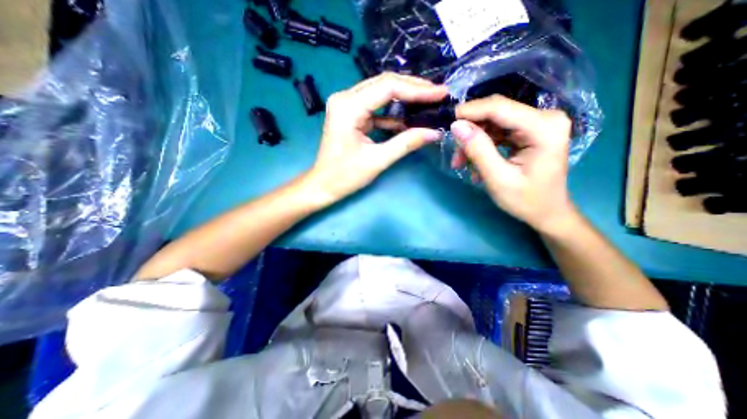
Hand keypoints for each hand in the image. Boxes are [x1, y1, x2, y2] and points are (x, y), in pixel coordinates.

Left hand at [299, 74, 445, 206]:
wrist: (323, 185)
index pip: (388, 87)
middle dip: (413, 88)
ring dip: (405, 98)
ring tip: (428, 102)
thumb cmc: (345, 176)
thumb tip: (435, 132)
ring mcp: (347, 105)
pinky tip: (410, 118)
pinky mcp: (351, 114)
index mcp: (348, 106)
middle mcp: (345, 98)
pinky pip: (376, 107)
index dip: (417, 89)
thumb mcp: (378, 160)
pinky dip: (393, 112)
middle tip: (438, 94)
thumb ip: (406, 143)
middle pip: (384, 83)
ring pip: (381, 93)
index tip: (441, 93)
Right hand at [451, 95, 572, 231]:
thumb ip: (478, 150)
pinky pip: (497, 131)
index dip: (469, 111)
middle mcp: (544, 118)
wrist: (547, 212)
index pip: (499, 108)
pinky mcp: (528, 131)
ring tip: (461, 164)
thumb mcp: (498, 179)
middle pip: (495, 114)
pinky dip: (482, 146)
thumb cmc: (526, 200)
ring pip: (492, 123)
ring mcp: (536, 123)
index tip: (445, 121)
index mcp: (543, 128)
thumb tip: (456, 126)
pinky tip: (474, 163)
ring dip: (473, 142)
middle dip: (470, 132)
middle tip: (455, 156)